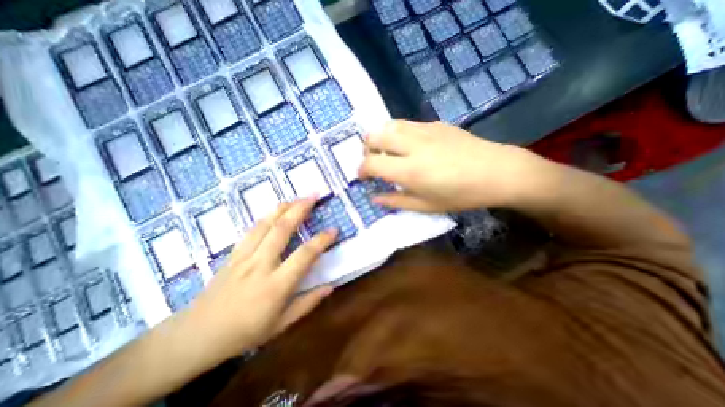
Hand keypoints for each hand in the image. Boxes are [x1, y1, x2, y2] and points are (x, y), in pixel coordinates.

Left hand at [181, 199, 339, 360]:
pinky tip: (275, 211)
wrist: (196, 335)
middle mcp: (260, 265)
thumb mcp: (281, 325)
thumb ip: (308, 303)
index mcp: (276, 285)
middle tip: (314, 196)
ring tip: (298, 198)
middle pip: (282, 229)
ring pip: (266, 224)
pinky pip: (252, 230)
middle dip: (300, 209)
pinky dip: (267, 217)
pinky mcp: (233, 254)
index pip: (304, 255)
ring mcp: (244, 257)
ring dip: (284, 208)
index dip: (322, 240)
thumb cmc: (244, 333)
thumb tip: (331, 286)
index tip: (334, 230)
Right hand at [360, 121, 540, 212]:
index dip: (361, 170)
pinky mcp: (435, 124)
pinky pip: (406, 124)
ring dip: (380, 138)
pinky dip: (397, 133)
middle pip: (374, 136)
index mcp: (409, 170)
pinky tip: (408, 145)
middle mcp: (411, 146)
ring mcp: (424, 130)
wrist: (496, 171)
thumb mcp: (426, 206)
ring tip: (387, 151)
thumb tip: (374, 197)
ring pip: (388, 125)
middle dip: (366, 149)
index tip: (362, 177)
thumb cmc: (460, 195)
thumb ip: (396, 201)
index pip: (371, 164)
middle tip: (373, 162)